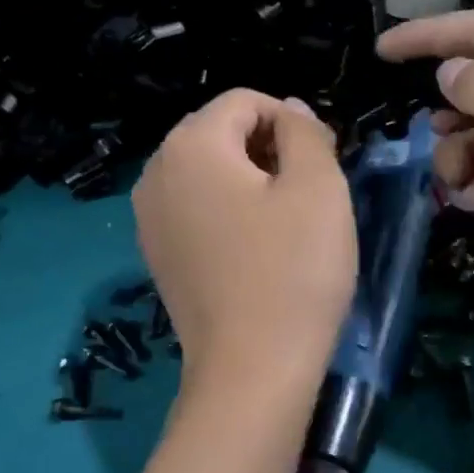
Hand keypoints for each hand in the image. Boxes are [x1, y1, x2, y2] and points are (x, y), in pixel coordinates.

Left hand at [134, 90, 355, 387]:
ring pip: (209, 174)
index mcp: (190, 145)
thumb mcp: (319, 187)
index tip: (325, 164)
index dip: (293, 123)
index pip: (246, 102)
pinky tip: (258, 250)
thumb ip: (305, 132)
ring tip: (288, 223)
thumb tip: (291, 111)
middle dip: (270, 150)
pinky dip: (230, 214)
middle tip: (312, 195)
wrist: (252, 370)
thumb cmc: (293, 271)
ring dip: (252, 183)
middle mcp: (155, 173)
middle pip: (221, 134)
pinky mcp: (158, 256)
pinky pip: (197, 211)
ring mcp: (149, 219)